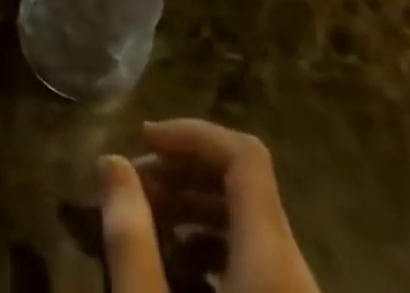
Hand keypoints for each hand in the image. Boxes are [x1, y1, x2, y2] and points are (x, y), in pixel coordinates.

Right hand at [100, 120, 319, 292]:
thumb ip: (131, 239)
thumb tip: (111, 161)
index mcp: (273, 263)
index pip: (245, 154)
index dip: (193, 133)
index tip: (143, 141)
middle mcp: (298, 277)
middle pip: (246, 187)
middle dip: (184, 172)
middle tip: (133, 188)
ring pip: (251, 227)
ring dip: (195, 209)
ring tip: (145, 228)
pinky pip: (260, 267)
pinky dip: (215, 250)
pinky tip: (176, 276)